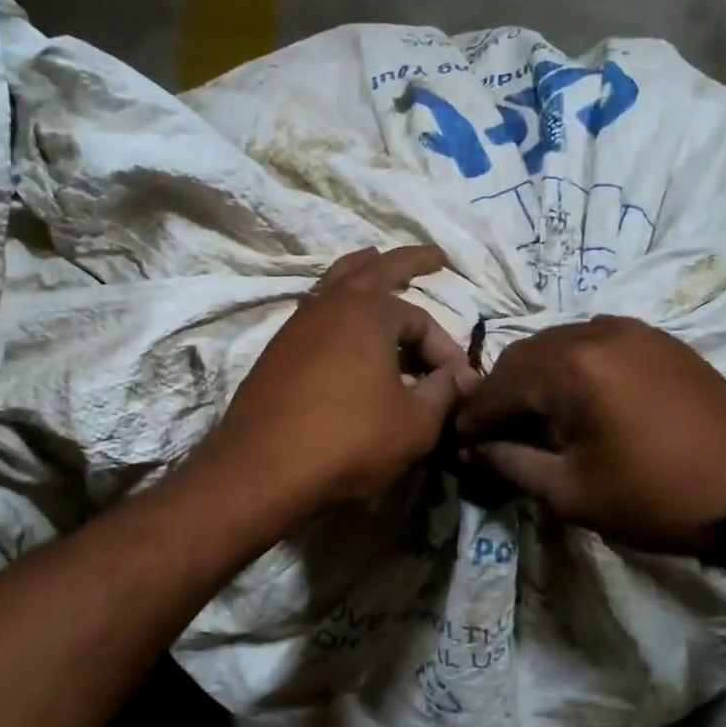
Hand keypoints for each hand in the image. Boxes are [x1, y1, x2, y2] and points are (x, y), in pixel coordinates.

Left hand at [197, 246, 477, 517]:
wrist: (262, 470)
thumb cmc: (349, 440)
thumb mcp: (414, 423)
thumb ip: (444, 392)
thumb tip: (463, 377)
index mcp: (368, 311)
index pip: (420, 319)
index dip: (445, 349)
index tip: (459, 382)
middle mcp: (330, 305)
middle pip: (374, 269)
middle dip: (408, 261)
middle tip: (433, 256)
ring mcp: (297, 325)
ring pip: (336, 284)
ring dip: (362, 272)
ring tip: (375, 261)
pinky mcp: (277, 351)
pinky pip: (316, 313)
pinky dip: (337, 307)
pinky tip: (342, 322)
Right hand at [455, 315, 725, 554]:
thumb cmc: (655, 499)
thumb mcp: (570, 492)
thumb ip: (511, 462)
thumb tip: (473, 447)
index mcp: (572, 368)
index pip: (500, 385)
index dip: (474, 414)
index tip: (457, 437)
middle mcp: (596, 332)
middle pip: (524, 354)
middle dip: (500, 391)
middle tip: (491, 428)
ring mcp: (630, 329)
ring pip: (557, 342)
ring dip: (534, 375)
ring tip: (530, 414)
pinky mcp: (656, 337)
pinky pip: (593, 341)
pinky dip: (570, 365)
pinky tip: (573, 397)